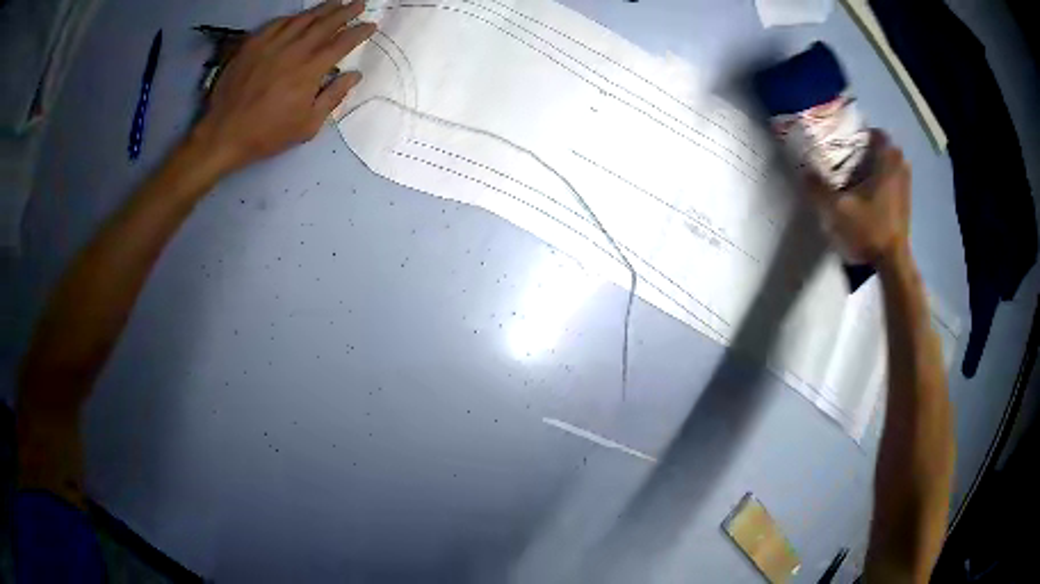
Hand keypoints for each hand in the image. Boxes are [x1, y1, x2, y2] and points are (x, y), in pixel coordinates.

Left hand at [193, 0, 375, 174]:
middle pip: (325, 24)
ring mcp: (271, 44)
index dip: (359, 32)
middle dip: (346, 12)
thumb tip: (355, 75)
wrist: (224, 134)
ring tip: (335, 3)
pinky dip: (292, 17)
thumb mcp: (307, 126)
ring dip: (322, 9)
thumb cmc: (267, 134)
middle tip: (359, 4)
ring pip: (302, 19)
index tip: (371, 25)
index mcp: (310, 71)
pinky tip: (299, 16)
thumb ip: (333, 97)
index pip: (341, 44)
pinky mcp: (252, 45)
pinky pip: (277, 23)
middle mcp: (293, 50)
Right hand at [807, 131, 911, 265]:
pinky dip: (887, 180)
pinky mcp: (908, 202)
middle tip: (855, 156)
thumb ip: (820, 189)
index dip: (864, 133)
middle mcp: (900, 168)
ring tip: (864, 173)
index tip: (850, 139)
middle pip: (887, 148)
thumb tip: (804, 172)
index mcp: (886, 162)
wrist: (893, 261)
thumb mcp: (838, 210)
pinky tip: (874, 192)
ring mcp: (906, 186)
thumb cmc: (869, 229)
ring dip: (881, 164)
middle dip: (873, 149)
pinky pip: (897, 180)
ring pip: (894, 164)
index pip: (878, 134)